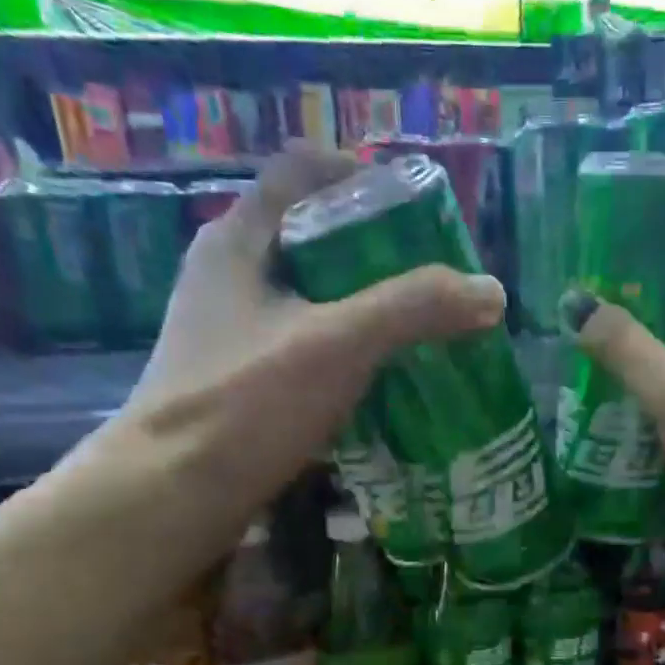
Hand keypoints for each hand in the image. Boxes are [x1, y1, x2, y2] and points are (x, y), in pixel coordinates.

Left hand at [122, 148, 505, 513]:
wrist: (172, 495)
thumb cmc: (246, 403)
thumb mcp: (338, 344)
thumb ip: (415, 310)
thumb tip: (491, 291)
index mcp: (239, 240)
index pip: (302, 170)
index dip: (363, 175)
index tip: (419, 212)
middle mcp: (229, 275)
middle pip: (313, 235)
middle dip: (377, 252)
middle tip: (434, 279)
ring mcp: (230, 330)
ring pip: (310, 296)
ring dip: (365, 306)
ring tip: (420, 329)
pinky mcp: (238, 378)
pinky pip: (304, 345)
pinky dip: (346, 351)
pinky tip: (382, 379)